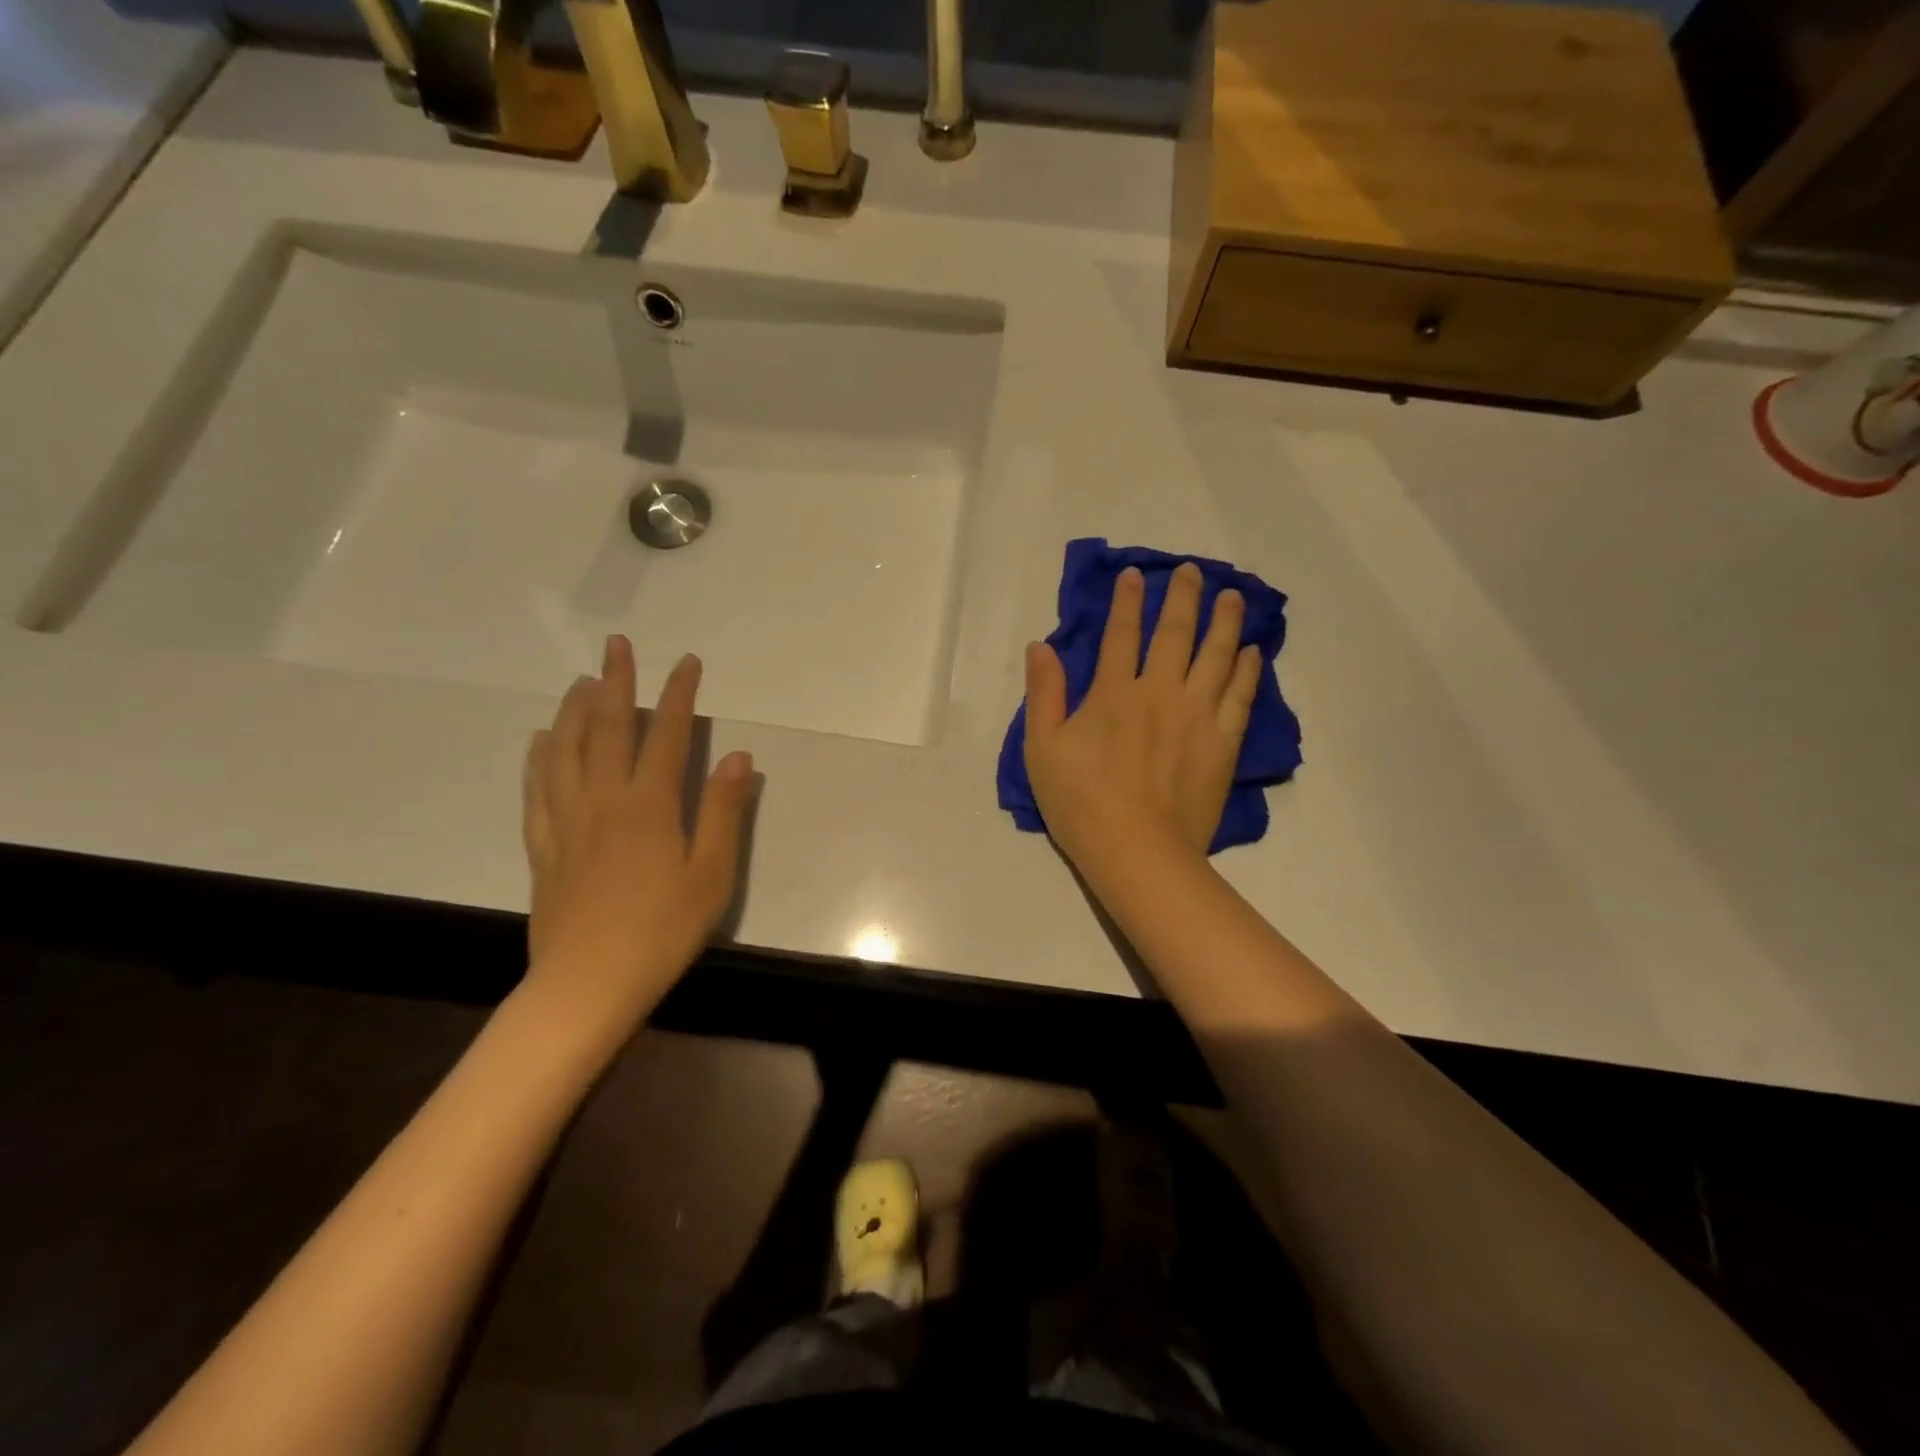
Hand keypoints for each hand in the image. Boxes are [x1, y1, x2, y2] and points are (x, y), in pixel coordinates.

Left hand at [520, 635, 756, 1039]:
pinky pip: (537, 788)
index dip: (678, 694)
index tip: (686, 661)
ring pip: (565, 750)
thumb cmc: (662, 930)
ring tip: (582, 681)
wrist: (587, 984)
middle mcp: (603, 800)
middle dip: (616, 682)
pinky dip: (539, 756)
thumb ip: (724, 811)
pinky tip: (541, 741)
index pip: (666, 735)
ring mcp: (567, 821)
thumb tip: (737, 756)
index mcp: (649, 805)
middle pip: (607, 729)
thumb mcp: (712, 874)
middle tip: (616, 644)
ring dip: (575, 709)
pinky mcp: (544, 846)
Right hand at [1023, 563, 1260, 870]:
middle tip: (1190, 571)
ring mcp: (1197, 716)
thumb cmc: (1080, 802)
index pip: (1120, 635)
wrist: (1136, 852)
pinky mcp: (1223, 743)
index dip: (1127, 602)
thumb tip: (1040, 646)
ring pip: (1216, 656)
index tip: (1135, 575)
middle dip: (1181, 598)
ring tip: (1232, 596)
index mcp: (1113, 693)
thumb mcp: (1042, 749)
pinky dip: (1248, 670)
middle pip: (1174, 634)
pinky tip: (1253, 651)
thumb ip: (1043, 693)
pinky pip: (1240, 696)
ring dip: (1224, 622)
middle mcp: (1159, 692)